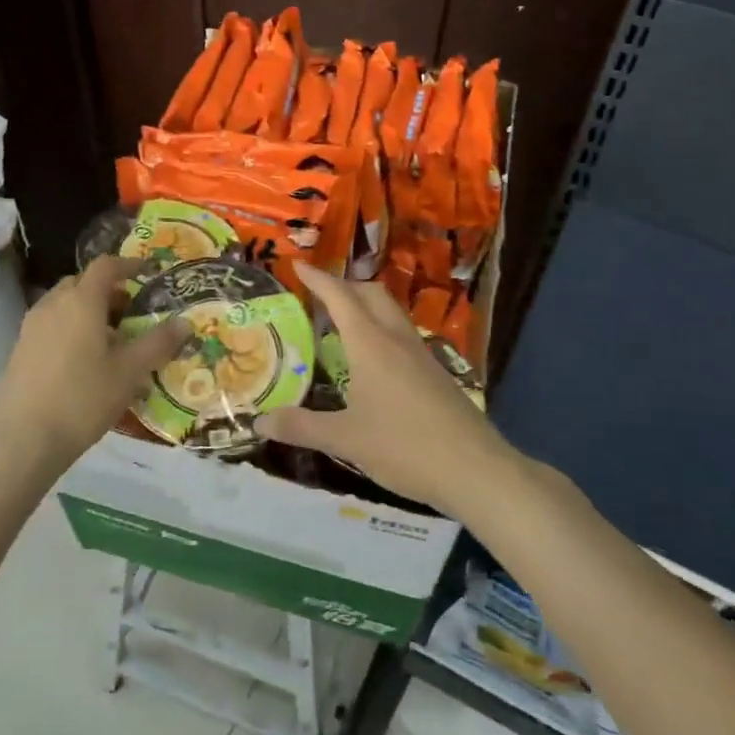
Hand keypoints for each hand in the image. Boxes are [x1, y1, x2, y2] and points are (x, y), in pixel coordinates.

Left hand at [0, 257, 188, 465]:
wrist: (23, 440)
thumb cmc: (83, 398)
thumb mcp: (130, 372)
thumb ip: (158, 343)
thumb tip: (186, 323)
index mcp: (82, 301)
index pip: (105, 266)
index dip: (127, 264)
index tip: (146, 272)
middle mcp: (53, 305)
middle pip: (81, 282)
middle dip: (107, 290)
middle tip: (130, 311)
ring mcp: (31, 327)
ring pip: (63, 304)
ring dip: (87, 310)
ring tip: (108, 339)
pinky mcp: (20, 350)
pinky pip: (50, 325)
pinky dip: (70, 328)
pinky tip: (83, 361)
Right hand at [258, 263, 514, 513]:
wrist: (475, 469)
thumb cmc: (405, 447)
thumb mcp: (346, 440)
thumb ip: (302, 427)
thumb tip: (260, 423)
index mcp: (371, 345)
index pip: (340, 298)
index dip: (318, 279)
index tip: (298, 265)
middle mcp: (397, 339)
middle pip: (371, 294)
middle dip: (344, 286)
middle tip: (319, 296)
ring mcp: (421, 355)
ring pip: (391, 313)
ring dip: (366, 307)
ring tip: (342, 325)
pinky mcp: (436, 373)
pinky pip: (403, 335)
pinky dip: (381, 331)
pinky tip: (373, 362)